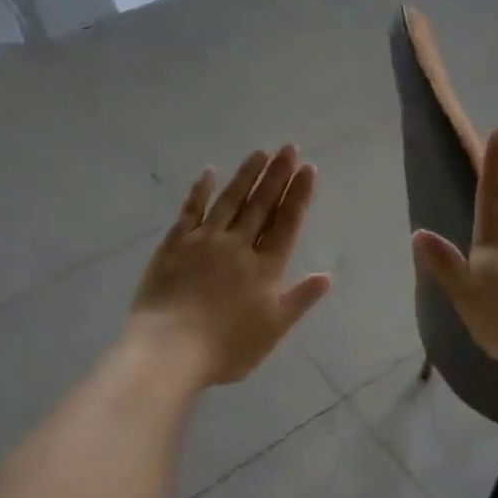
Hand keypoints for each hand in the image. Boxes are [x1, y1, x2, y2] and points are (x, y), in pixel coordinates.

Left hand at [129, 147, 332, 386]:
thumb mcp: (272, 330)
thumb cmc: (226, 348)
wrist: (170, 349)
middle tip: (288, 148)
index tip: (308, 169)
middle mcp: (238, 246)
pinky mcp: (175, 244)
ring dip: (246, 175)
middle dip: (277, 176)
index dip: (298, 195)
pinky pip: (190, 211)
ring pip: (230, 201)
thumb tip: (327, 276)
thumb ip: (299, 300)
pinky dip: (201, 191)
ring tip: (260, 152)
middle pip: (261, 205)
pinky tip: (209, 172)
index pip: (286, 223)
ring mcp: (205, 241)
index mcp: (265, 268)